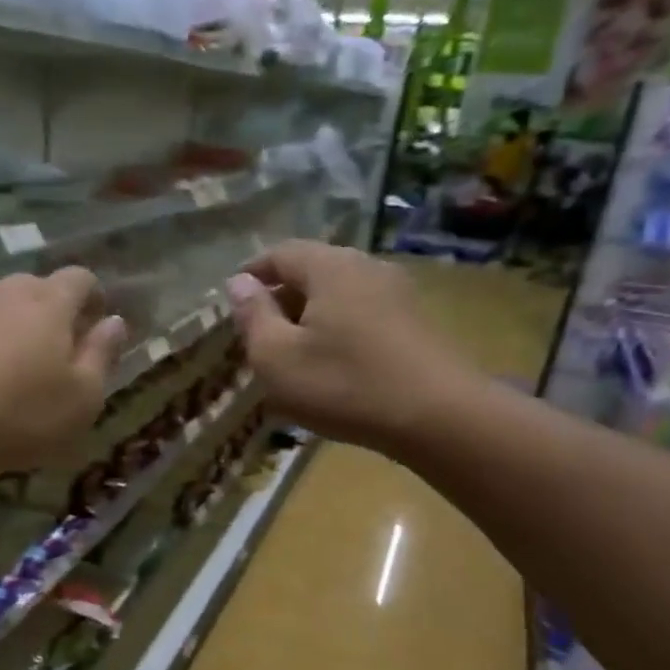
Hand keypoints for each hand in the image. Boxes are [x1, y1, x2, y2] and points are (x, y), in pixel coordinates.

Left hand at [0, 268, 127, 494]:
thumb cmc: (19, 413)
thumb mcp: (82, 397)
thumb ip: (103, 355)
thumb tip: (115, 321)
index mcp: (51, 301)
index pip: (82, 278)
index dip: (96, 299)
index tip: (99, 328)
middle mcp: (10, 291)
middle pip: (43, 289)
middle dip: (59, 315)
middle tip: (65, 356)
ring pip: (9, 307)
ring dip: (24, 330)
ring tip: (27, 370)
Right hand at [226, 241, 483, 453]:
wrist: (437, 416)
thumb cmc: (343, 384)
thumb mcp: (277, 357)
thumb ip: (253, 316)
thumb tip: (239, 282)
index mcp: (330, 267)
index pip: (281, 253)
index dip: (253, 272)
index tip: (233, 298)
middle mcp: (367, 267)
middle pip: (313, 271)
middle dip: (281, 297)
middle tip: (258, 332)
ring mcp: (398, 293)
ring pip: (339, 294)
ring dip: (310, 316)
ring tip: (292, 353)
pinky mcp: (415, 322)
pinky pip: (362, 314)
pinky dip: (337, 330)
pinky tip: (331, 364)